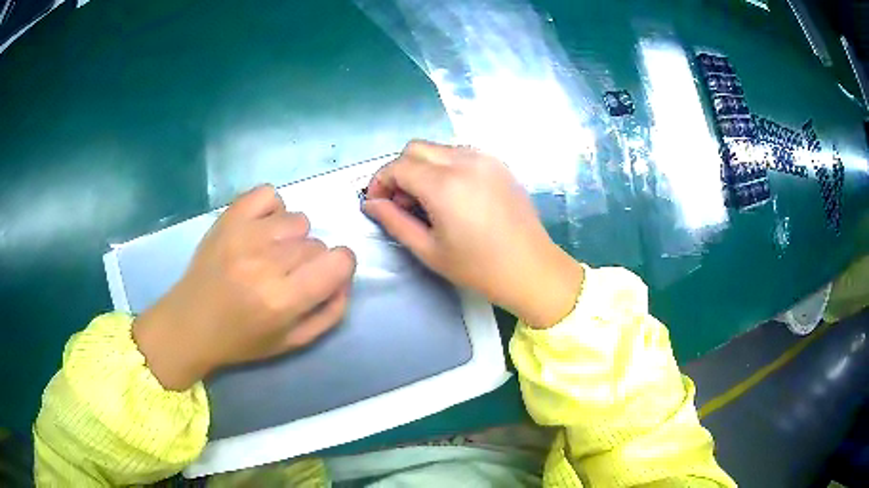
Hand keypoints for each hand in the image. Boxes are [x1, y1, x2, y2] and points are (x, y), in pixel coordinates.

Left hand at [133, 185, 355, 390]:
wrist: (190, 323)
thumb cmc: (242, 339)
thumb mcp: (293, 342)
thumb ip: (330, 313)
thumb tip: (344, 279)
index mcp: (283, 300)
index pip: (339, 261)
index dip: (341, 267)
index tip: (326, 276)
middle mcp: (265, 263)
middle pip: (317, 244)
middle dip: (311, 262)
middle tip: (286, 278)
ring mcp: (244, 234)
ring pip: (298, 220)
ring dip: (291, 238)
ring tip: (269, 254)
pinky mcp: (228, 217)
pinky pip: (269, 194)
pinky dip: (272, 210)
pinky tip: (260, 230)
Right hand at [364, 140, 582, 328]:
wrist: (532, 269)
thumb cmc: (478, 268)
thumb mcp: (429, 250)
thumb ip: (394, 221)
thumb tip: (371, 204)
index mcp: (444, 185)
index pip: (398, 166)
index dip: (380, 181)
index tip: (376, 202)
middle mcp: (465, 161)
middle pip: (416, 148)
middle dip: (399, 171)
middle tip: (401, 203)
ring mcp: (485, 159)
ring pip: (438, 148)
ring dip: (422, 167)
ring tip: (427, 201)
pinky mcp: (499, 164)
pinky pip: (461, 153)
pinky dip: (445, 166)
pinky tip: (452, 195)